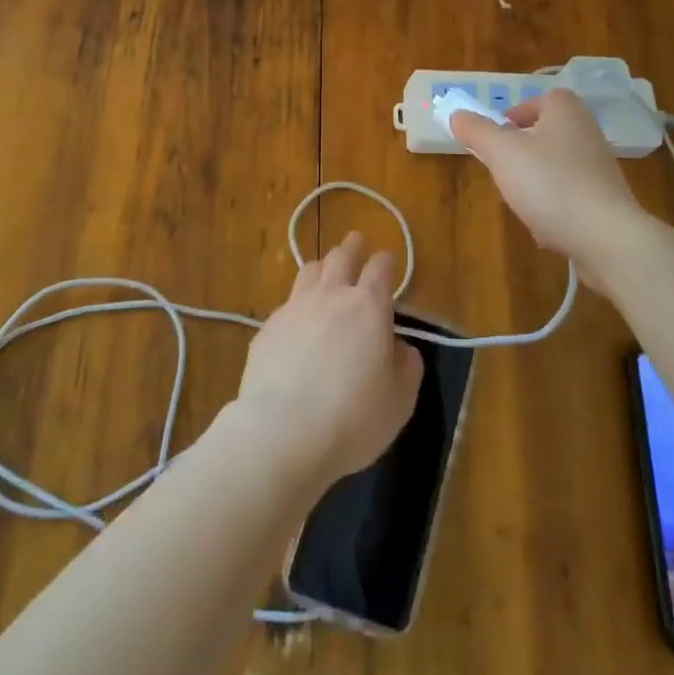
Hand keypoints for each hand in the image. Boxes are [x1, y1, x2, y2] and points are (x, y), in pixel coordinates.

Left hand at [235, 233, 423, 485]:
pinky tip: (297, 324)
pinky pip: (286, 305)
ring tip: (326, 273)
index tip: (388, 261)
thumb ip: (406, 364)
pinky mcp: (267, 329)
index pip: (380, 267)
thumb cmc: (353, 417)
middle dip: (352, 247)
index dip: (387, 261)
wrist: (283, 432)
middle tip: (356, 242)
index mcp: (368, 306)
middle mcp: (330, 296)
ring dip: (322, 268)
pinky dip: (297, 306)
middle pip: (341, 257)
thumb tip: (398, 346)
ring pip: (309, 271)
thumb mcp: (400, 399)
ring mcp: (294, 308)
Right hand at [450, 90, 644, 285]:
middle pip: (549, 133)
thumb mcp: (502, 152)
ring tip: (520, 200)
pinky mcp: (606, 201)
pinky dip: (554, 208)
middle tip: (502, 167)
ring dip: (536, 181)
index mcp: (566, 113)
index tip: (499, 133)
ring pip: (558, 167)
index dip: (519, 112)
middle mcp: (588, 134)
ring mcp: (600, 169)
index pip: (544, 99)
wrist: (605, 236)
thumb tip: (458, 114)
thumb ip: (477, 131)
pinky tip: (543, 228)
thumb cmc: (550, 183)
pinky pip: (571, 197)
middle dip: (523, 151)